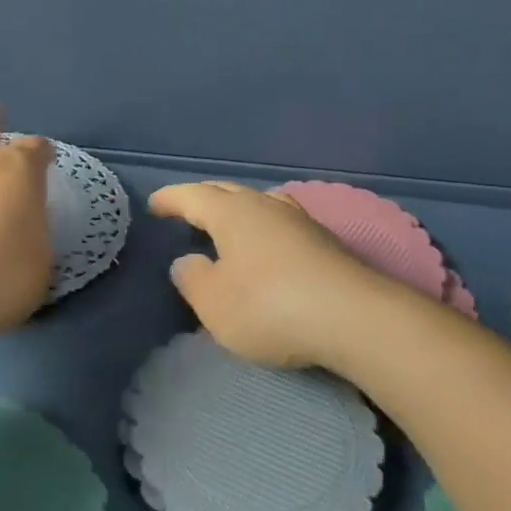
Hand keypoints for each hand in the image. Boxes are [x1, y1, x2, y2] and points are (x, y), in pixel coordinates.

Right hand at [148, 181, 416, 369]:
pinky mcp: (325, 242)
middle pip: (227, 192)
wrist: (355, 318)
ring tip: (226, 225)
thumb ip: (192, 278)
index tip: (155, 204)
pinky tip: (266, 247)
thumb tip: (187, 261)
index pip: (192, 196)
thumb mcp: (214, 303)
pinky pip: (280, 224)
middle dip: (203, 199)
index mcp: (232, 213)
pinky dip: (262, 229)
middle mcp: (265, 206)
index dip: (171, 199)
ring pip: (259, 204)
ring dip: (237, 211)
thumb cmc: (270, 307)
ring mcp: (300, 221)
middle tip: (186, 210)